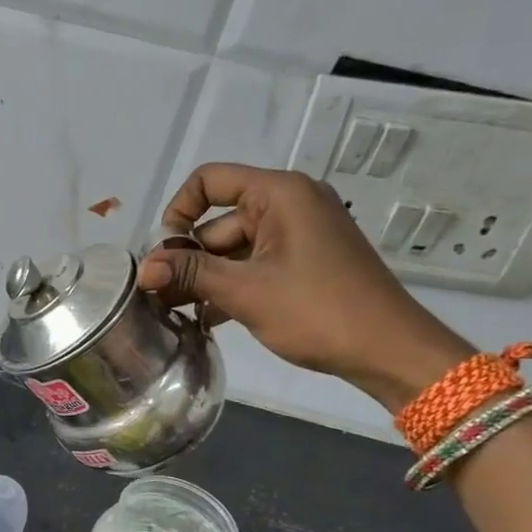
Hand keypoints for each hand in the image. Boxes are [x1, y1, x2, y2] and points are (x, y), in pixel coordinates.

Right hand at [139, 163, 474, 412]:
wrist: (388, 351)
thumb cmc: (317, 311)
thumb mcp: (245, 291)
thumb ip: (190, 274)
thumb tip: (142, 269)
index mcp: (279, 194)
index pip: (210, 180)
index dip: (178, 211)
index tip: (164, 254)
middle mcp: (289, 205)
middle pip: (218, 221)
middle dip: (188, 258)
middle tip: (156, 297)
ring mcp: (298, 236)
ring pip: (233, 249)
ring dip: (205, 279)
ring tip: (173, 312)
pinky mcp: (303, 264)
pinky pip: (254, 266)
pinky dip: (230, 287)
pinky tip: (206, 319)